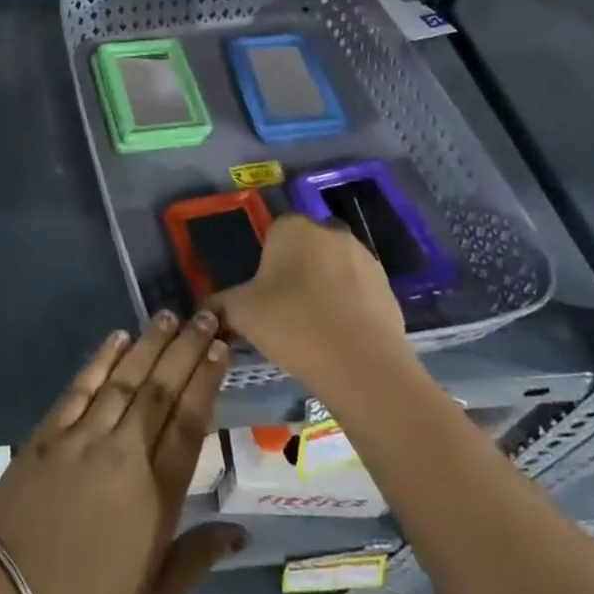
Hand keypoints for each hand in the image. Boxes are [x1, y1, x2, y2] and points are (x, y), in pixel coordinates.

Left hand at [0, 313, 244, 593]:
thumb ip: (196, 558)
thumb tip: (239, 531)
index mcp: (155, 495)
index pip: (189, 423)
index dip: (206, 381)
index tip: (220, 350)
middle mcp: (124, 453)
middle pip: (161, 390)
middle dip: (185, 349)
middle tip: (204, 317)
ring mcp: (83, 436)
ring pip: (124, 379)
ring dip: (148, 344)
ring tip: (169, 316)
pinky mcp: (49, 431)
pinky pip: (81, 386)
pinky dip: (101, 358)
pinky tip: (117, 337)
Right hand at [205, 214, 409, 398]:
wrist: (361, 364)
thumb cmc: (291, 324)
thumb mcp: (241, 313)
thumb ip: (220, 304)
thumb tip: (206, 307)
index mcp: (293, 228)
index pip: (273, 234)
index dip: (265, 263)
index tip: (262, 294)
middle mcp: (330, 232)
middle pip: (305, 248)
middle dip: (296, 272)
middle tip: (284, 310)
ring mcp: (364, 258)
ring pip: (333, 268)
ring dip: (323, 288)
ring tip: (313, 327)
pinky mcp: (388, 288)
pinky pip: (358, 291)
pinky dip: (348, 307)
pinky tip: (338, 336)